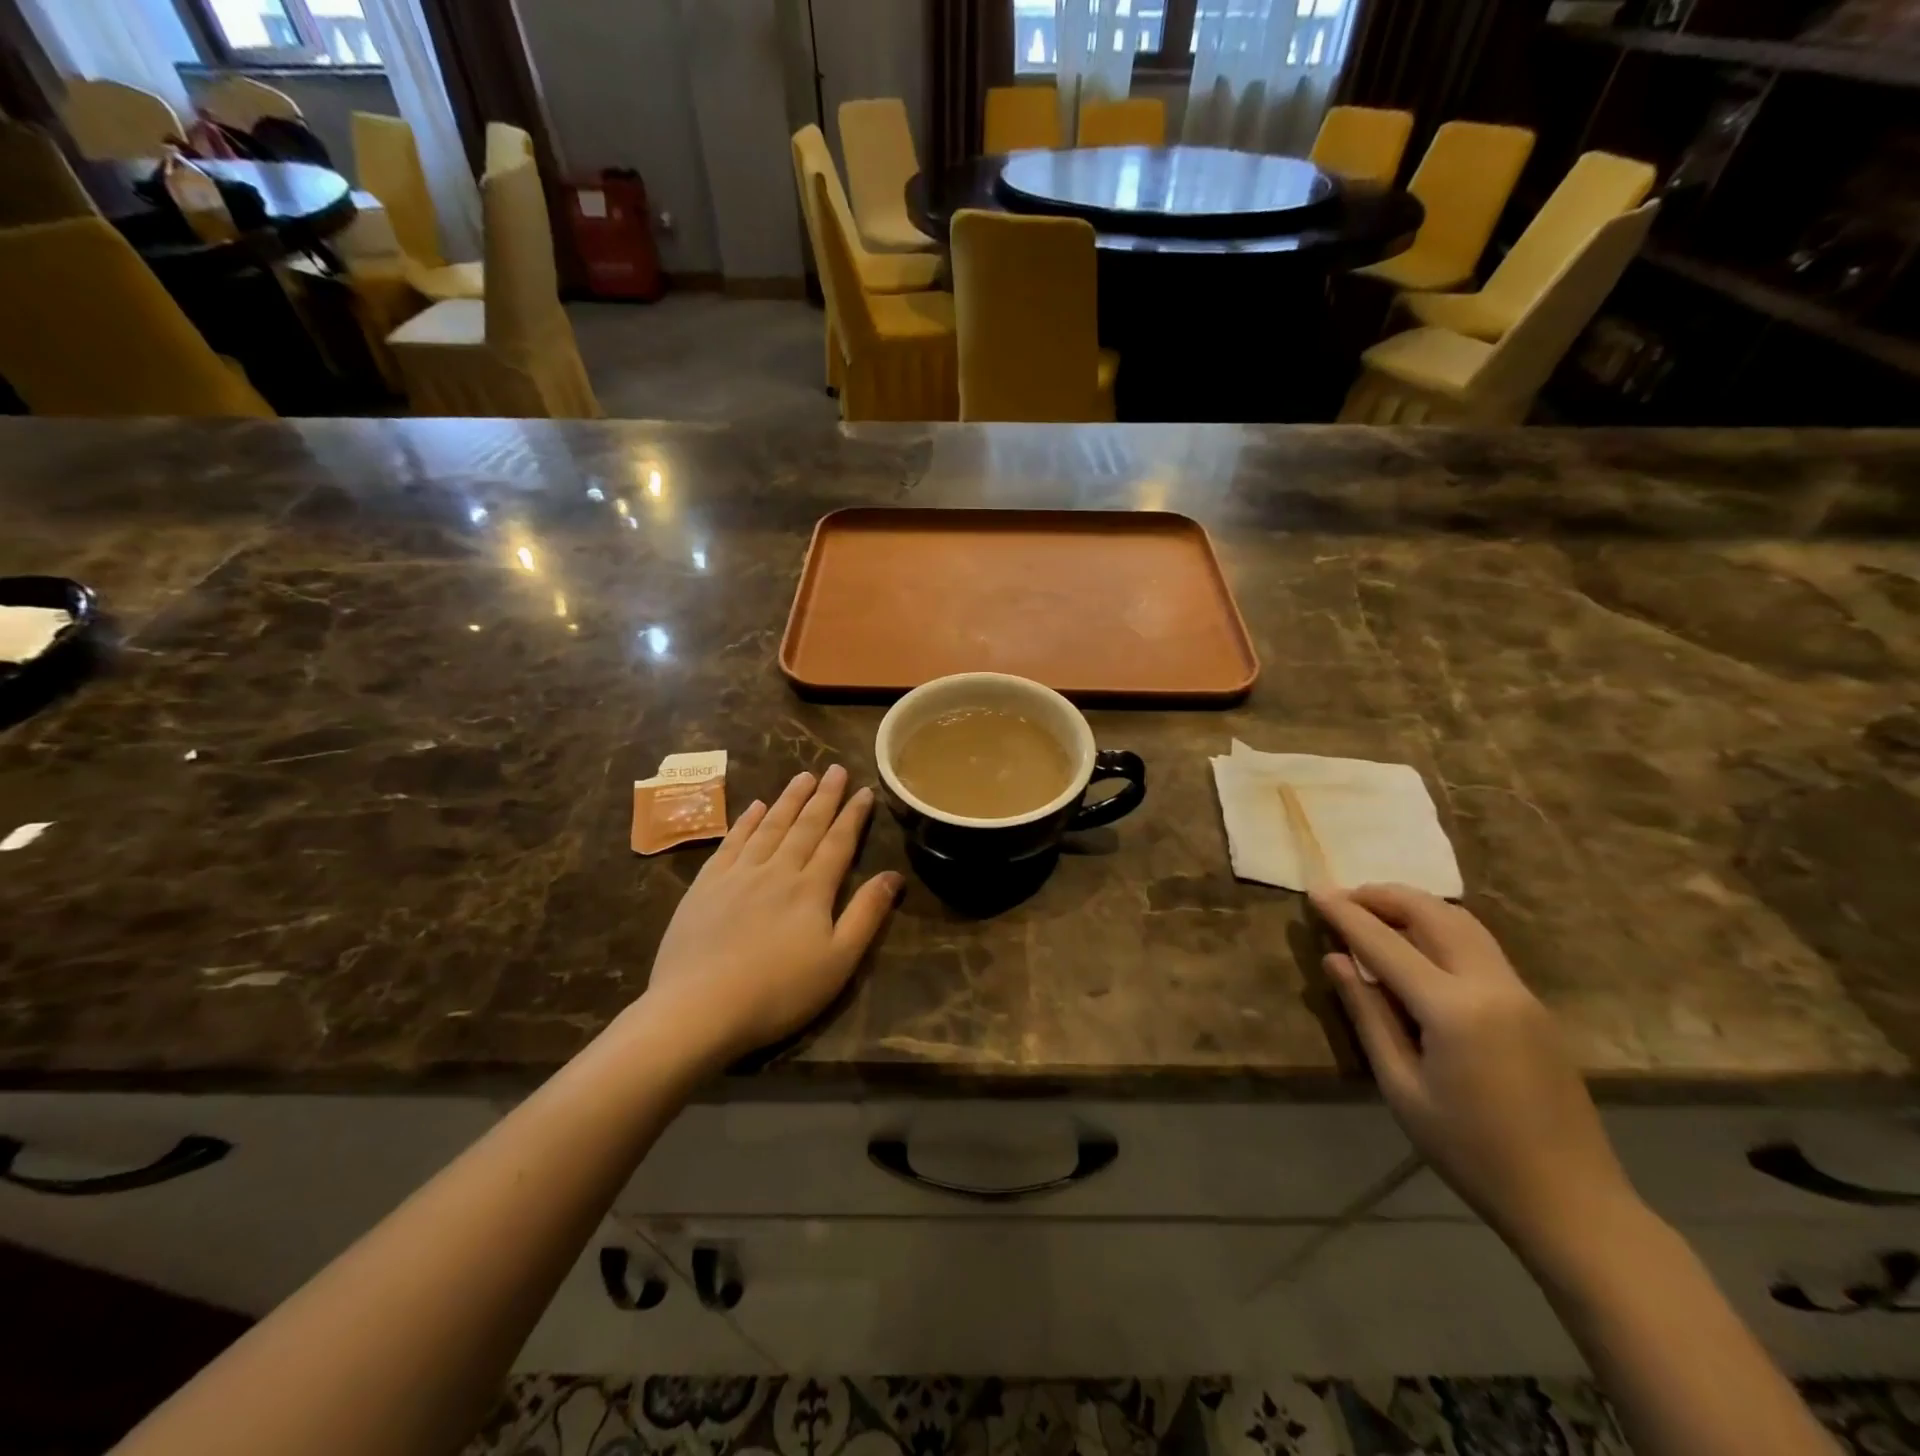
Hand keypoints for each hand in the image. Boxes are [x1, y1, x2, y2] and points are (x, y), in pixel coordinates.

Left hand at [641, 766, 902, 1067]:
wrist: (698, 1008)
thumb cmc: (778, 992)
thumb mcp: (839, 961)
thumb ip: (867, 914)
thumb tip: (894, 875)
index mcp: (812, 888)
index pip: (838, 842)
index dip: (853, 815)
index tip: (864, 790)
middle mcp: (777, 870)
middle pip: (805, 825)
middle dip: (824, 796)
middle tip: (835, 769)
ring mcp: (737, 874)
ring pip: (770, 826)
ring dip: (788, 799)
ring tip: (803, 776)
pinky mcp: (706, 886)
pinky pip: (732, 842)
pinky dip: (746, 822)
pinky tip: (755, 807)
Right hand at [1312, 883, 1636, 1253]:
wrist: (1572, 1202)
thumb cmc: (1471, 1151)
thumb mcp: (1401, 1087)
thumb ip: (1368, 1014)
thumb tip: (1335, 959)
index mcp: (1454, 1009)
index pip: (1385, 943)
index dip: (1345, 913)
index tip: (1314, 890)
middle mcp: (1492, 986)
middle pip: (1433, 914)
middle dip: (1384, 896)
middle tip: (1344, 897)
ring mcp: (1520, 993)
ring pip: (1463, 922)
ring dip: (1416, 906)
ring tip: (1376, 911)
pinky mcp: (1533, 1006)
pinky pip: (1480, 946)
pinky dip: (1441, 928)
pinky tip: (1417, 946)